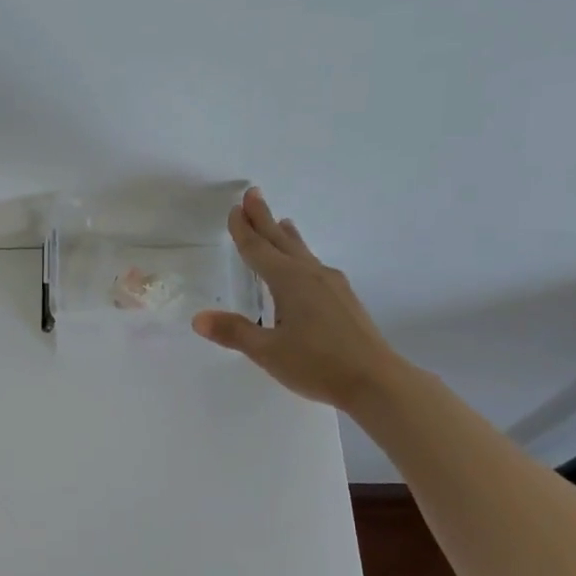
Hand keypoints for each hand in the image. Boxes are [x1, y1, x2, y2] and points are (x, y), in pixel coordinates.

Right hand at [192, 188, 408, 410]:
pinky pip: (314, 265)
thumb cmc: (318, 364)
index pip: (258, 250)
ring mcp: (332, 285)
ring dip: (286, 236)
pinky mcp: (344, 299)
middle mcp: (311, 275)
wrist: (377, 381)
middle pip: (281, 241)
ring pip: (302, 252)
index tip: (234, 209)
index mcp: (289, 282)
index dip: (243, 231)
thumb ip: (234, 332)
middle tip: (253, 194)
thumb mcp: (268, 352)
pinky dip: (301, 254)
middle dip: (263, 219)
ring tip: (282, 222)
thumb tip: (198, 319)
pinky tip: (305, 266)